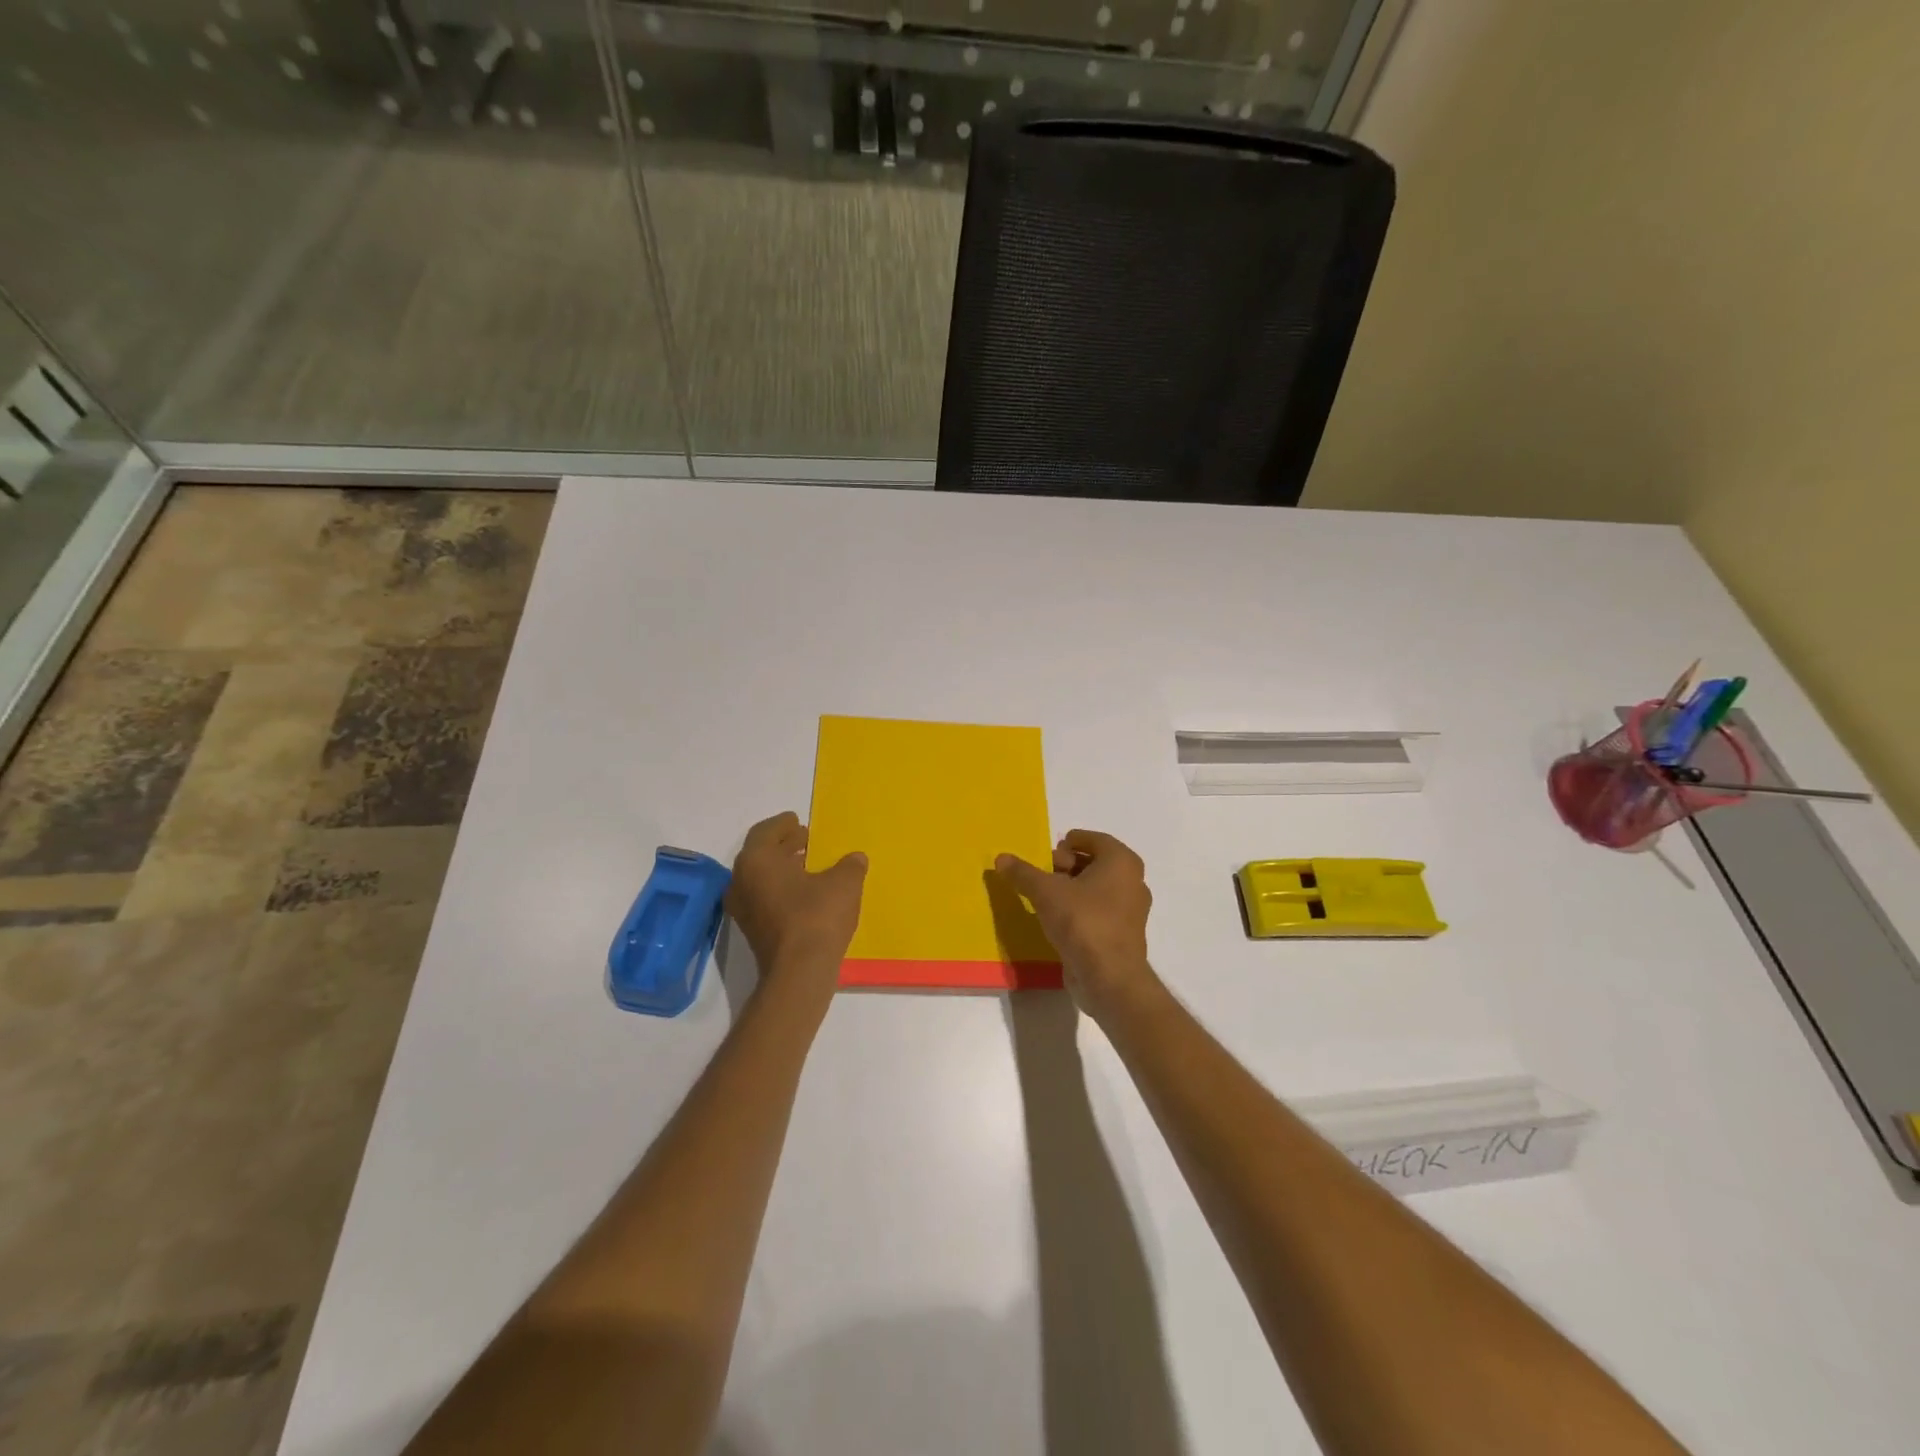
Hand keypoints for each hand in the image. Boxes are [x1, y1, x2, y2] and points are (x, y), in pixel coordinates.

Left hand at [726, 813, 866, 1002]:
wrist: (799, 972)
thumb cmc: (818, 916)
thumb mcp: (844, 883)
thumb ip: (849, 865)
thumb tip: (855, 858)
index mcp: (757, 860)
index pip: (766, 831)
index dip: (783, 824)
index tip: (797, 820)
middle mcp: (741, 880)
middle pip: (760, 854)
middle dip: (783, 845)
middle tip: (805, 839)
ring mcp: (743, 908)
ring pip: (760, 878)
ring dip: (782, 868)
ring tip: (809, 865)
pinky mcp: (751, 930)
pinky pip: (764, 897)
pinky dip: (781, 888)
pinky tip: (805, 892)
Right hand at [995, 830, 1156, 1017]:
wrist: (1110, 978)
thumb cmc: (1083, 922)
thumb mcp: (1045, 892)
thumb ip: (1023, 873)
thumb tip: (1001, 858)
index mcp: (1121, 862)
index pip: (1094, 839)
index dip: (1069, 842)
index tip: (1049, 851)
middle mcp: (1132, 882)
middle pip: (1095, 863)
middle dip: (1068, 865)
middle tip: (1044, 874)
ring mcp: (1131, 911)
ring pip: (1097, 889)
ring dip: (1072, 889)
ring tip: (1044, 897)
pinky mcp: (1123, 935)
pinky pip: (1099, 912)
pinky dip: (1080, 910)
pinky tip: (1057, 920)